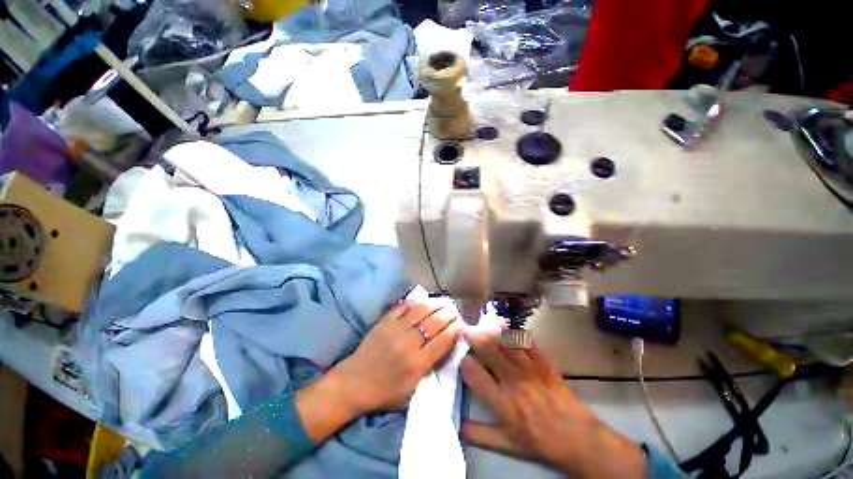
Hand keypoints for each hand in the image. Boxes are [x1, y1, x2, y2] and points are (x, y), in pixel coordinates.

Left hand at [331, 298, 462, 415]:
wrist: (354, 384)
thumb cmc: (385, 392)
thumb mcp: (412, 391)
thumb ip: (429, 369)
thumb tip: (444, 347)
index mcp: (417, 363)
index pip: (443, 340)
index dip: (455, 329)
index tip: (461, 323)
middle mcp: (408, 343)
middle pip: (434, 322)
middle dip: (449, 313)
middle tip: (456, 309)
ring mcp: (395, 329)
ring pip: (421, 310)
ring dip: (435, 303)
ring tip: (445, 300)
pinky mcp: (384, 321)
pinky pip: (403, 307)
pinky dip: (416, 302)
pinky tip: (424, 300)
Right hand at [461, 324, 646, 477]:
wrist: (577, 437)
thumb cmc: (539, 441)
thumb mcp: (508, 445)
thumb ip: (481, 434)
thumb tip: (457, 425)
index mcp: (501, 402)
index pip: (473, 372)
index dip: (463, 362)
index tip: (462, 358)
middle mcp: (512, 380)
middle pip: (487, 348)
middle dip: (474, 336)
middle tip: (466, 330)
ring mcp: (529, 367)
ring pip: (504, 340)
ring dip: (490, 330)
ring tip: (482, 325)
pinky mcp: (543, 361)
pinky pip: (525, 340)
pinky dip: (513, 332)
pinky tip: (504, 326)